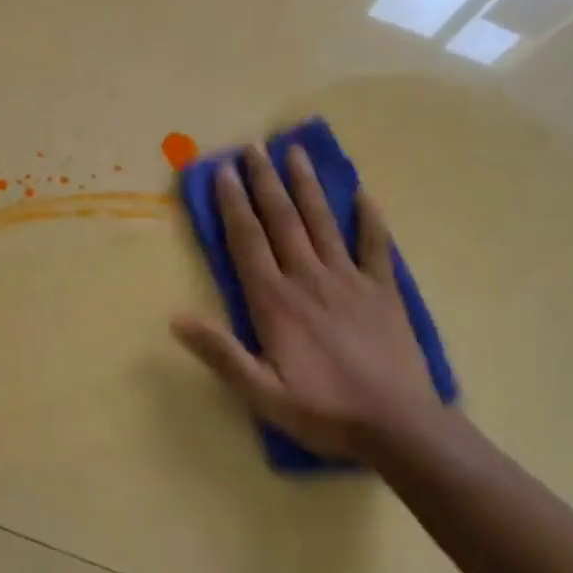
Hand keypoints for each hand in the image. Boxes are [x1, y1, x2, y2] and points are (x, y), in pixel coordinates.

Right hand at [171, 145, 453, 462]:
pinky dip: (369, 218)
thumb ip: (220, 353)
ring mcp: (349, 279)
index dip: (234, 204)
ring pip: (322, 222)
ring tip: (295, 152)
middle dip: (265, 181)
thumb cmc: (323, 411)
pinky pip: (375, 245)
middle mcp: (308, 278)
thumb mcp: (261, 392)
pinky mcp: (383, 289)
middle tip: (254, 147)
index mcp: (276, 301)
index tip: (224, 170)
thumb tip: (176, 318)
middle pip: (282, 220)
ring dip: (306, 186)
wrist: (397, 425)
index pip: (248, 241)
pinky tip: (362, 193)